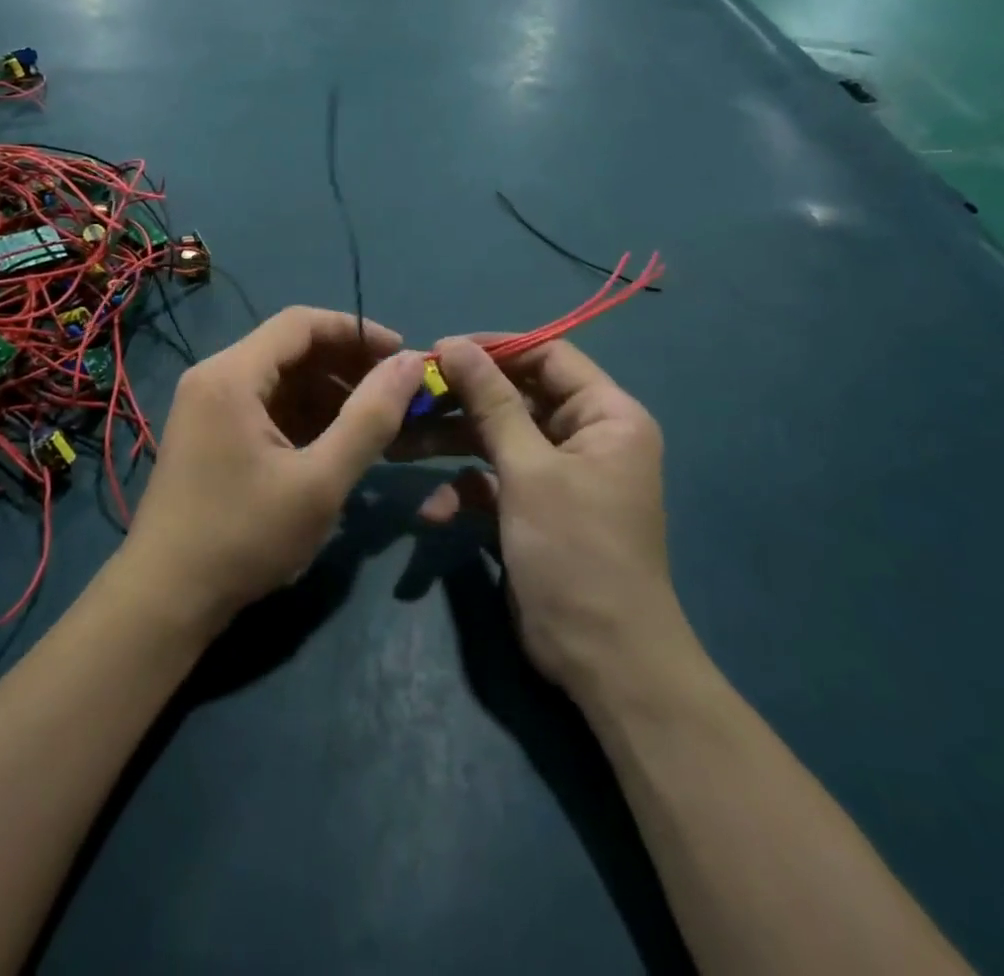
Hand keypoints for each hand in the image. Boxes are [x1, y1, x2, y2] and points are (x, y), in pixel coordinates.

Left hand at [121, 308, 423, 632]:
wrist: (165, 600)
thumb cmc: (244, 536)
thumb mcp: (320, 481)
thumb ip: (370, 419)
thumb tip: (411, 363)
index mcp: (232, 374)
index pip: (301, 323)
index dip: (357, 331)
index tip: (402, 355)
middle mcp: (215, 377)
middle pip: (290, 348)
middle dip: (346, 365)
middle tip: (394, 393)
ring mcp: (208, 406)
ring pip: (280, 379)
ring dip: (329, 392)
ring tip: (374, 422)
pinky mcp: (210, 434)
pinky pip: (265, 406)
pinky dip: (304, 415)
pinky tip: (336, 443)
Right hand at [416, 336, 684, 696]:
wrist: (603, 660)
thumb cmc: (575, 550)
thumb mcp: (529, 469)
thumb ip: (491, 401)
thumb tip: (455, 343)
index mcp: (606, 415)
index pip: (547, 356)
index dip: (494, 349)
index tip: (439, 352)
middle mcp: (585, 436)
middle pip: (515, 397)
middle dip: (461, 402)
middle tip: (407, 398)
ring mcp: (557, 474)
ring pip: (496, 438)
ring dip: (450, 444)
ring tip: (398, 447)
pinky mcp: (534, 508)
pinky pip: (493, 481)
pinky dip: (465, 491)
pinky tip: (435, 514)